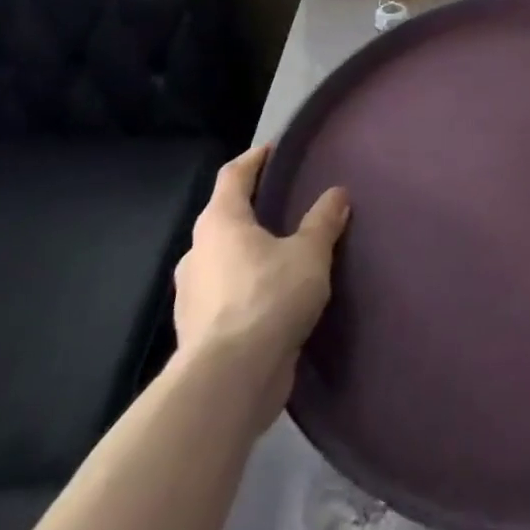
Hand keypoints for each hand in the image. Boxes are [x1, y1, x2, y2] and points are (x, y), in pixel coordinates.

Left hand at [172, 144, 349, 419]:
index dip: (254, 159)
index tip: (274, 150)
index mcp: (220, 223)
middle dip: (252, 209)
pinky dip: (246, 287)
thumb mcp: (309, 253)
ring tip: (284, 254)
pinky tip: (273, 298)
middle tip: (286, 205)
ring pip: (223, 259)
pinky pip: (225, 294)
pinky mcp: (198, 330)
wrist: (230, 379)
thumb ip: (322, 221)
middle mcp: (198, 252)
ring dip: (248, 252)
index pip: (233, 176)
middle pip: (224, 218)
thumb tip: (336, 193)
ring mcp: (193, 294)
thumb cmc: (268, 298)